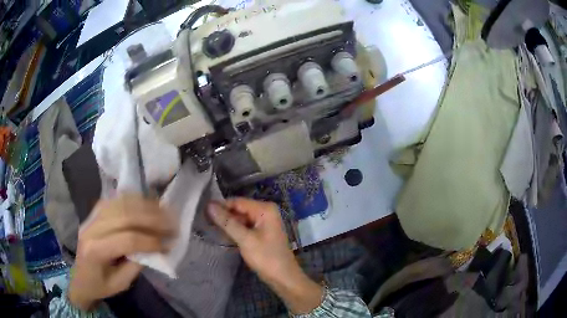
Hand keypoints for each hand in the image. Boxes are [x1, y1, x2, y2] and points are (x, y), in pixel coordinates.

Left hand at [68, 195, 174, 310]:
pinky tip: (145, 203)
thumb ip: (136, 264)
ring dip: (144, 205)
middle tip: (171, 222)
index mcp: (95, 250)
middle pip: (124, 215)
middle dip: (151, 218)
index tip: (169, 244)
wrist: (80, 278)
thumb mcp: (121, 283)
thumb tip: (155, 248)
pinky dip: (133, 199)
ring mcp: (91, 216)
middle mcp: (91, 228)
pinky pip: (115, 200)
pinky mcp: (94, 212)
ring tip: (163, 209)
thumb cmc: (100, 285)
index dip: (150, 241)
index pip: (127, 239)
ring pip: (120, 203)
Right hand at [208, 198, 322, 313]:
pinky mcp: (262, 232)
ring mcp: (265, 222)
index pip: (237, 201)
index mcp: (265, 209)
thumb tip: (209, 205)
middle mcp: (266, 211)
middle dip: (224, 215)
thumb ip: (227, 222)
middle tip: (204, 221)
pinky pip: (246, 226)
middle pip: (239, 209)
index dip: (220, 206)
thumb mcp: (245, 239)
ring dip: (228, 223)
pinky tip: (223, 234)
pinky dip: (235, 230)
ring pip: (241, 218)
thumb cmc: (266, 258)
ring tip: (210, 227)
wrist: (284, 277)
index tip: (203, 212)